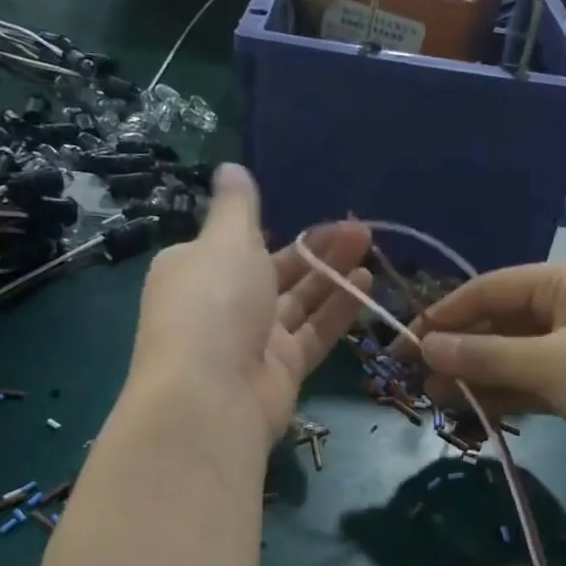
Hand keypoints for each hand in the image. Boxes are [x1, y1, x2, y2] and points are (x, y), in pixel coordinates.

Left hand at [129, 164, 370, 445]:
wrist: (211, 397)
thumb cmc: (213, 304)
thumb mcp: (224, 241)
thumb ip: (236, 206)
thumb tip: (229, 168)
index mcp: (196, 270)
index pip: (237, 244)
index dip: (276, 229)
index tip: (316, 214)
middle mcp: (223, 304)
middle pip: (276, 271)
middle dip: (317, 249)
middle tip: (360, 228)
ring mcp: (254, 340)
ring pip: (300, 300)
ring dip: (333, 274)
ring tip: (369, 246)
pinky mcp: (283, 369)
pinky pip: (314, 332)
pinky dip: (338, 308)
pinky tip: (366, 284)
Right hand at [414, 261, 565, 485]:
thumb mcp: (551, 363)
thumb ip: (485, 355)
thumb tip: (426, 346)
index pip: (490, 288)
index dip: (445, 314)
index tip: (407, 343)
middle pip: (503, 323)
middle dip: (462, 351)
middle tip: (420, 382)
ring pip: (520, 356)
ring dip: (482, 377)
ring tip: (440, 403)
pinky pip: (541, 381)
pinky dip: (512, 395)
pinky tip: (480, 413)